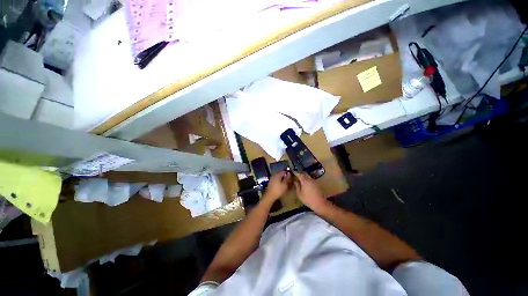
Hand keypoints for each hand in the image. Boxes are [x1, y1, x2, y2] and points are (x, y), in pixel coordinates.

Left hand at [263, 171, 291, 201]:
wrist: (270, 196)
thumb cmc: (278, 190)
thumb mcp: (285, 184)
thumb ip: (287, 178)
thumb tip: (289, 173)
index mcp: (277, 175)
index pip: (283, 171)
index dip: (287, 173)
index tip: (291, 175)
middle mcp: (274, 175)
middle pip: (280, 174)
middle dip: (284, 176)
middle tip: (288, 179)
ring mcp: (271, 179)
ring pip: (278, 177)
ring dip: (281, 178)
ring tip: (285, 182)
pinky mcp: (270, 183)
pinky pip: (275, 180)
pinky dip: (279, 181)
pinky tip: (280, 184)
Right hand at [294, 173, 330, 211]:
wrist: (320, 203)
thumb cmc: (308, 199)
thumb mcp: (299, 194)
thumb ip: (297, 187)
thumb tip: (295, 182)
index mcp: (304, 181)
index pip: (299, 174)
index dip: (296, 173)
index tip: (293, 173)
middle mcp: (309, 179)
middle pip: (304, 174)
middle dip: (300, 174)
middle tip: (297, 176)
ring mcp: (314, 181)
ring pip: (308, 176)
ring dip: (304, 177)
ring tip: (301, 180)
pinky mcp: (317, 184)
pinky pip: (311, 179)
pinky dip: (308, 180)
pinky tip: (306, 184)